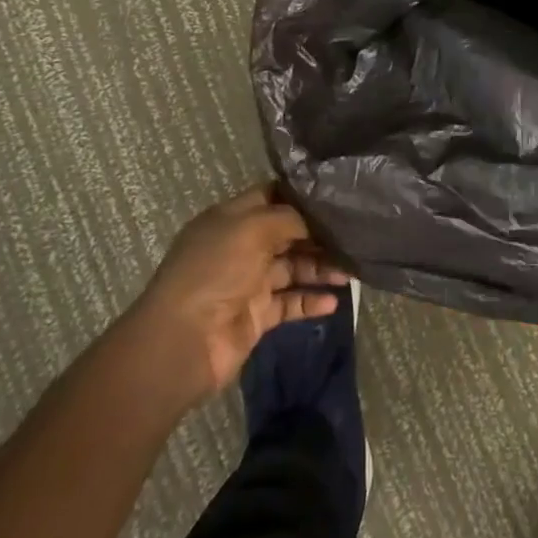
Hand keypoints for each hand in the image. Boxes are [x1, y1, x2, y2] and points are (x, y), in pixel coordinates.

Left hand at [135, 184, 348, 397]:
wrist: (183, 342)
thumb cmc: (214, 272)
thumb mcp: (251, 228)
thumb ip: (288, 217)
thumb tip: (316, 219)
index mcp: (231, 219)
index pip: (271, 196)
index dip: (301, 195)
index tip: (336, 194)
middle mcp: (240, 247)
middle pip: (288, 233)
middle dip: (319, 234)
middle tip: (355, 235)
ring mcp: (249, 282)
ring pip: (293, 268)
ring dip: (321, 268)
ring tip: (351, 271)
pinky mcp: (257, 315)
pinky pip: (290, 303)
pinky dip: (311, 301)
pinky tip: (334, 301)